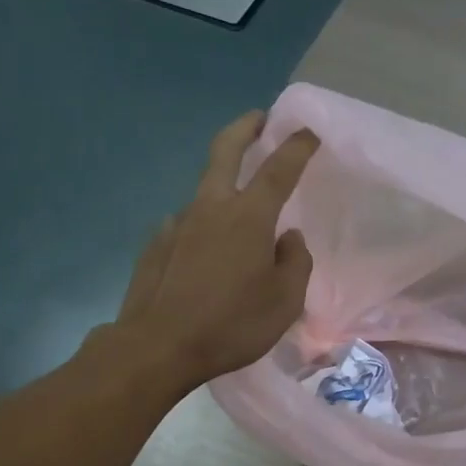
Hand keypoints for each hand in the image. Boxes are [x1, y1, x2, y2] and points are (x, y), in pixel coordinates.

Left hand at [105, 110, 318, 391]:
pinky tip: (206, 252)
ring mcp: (178, 223)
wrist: (158, 346)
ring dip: (223, 184)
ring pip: (205, 191)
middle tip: (257, 119)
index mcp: (249, 217)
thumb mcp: (285, 301)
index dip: (296, 147)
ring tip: (239, 210)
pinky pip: (187, 224)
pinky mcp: (157, 244)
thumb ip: (295, 262)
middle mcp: (211, 208)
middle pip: (225, 152)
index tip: (308, 131)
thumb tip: (289, 238)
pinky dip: (203, 226)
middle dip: (244, 128)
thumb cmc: (232, 324)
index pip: (278, 169)